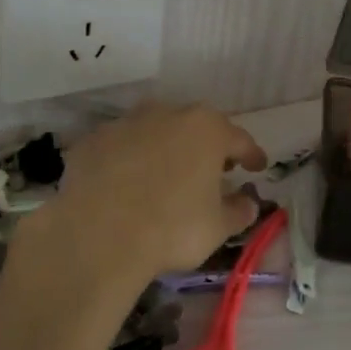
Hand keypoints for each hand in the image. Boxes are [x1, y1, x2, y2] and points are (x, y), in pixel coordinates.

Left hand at [21, 103, 267, 287]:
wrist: (98, 235)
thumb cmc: (172, 228)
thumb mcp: (218, 227)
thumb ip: (238, 211)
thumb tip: (248, 203)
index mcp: (206, 129)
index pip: (239, 139)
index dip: (251, 154)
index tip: (257, 167)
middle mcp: (168, 114)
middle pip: (196, 126)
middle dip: (207, 146)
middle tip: (213, 170)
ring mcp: (127, 123)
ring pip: (155, 131)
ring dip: (165, 148)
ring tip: (167, 174)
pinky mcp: (94, 140)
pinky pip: (121, 147)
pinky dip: (129, 159)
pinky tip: (127, 182)